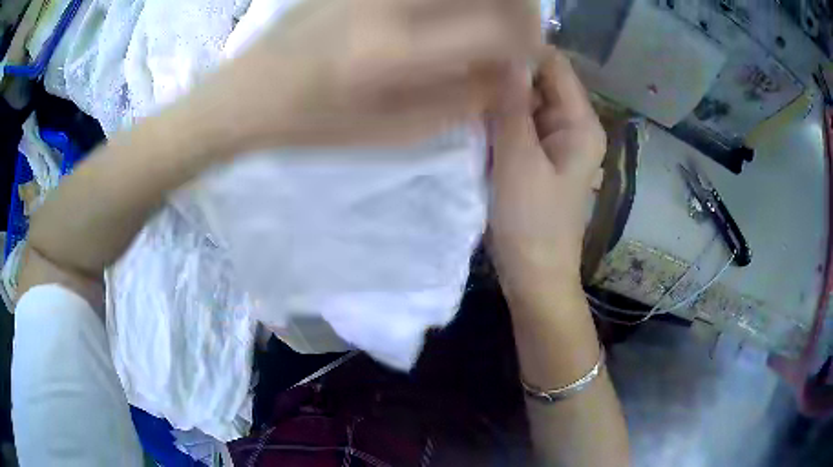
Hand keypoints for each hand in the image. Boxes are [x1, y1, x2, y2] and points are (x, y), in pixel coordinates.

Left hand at [184, 0, 539, 152]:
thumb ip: (461, 102)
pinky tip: (446, 13)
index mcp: (393, 52)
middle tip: (516, 33)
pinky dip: (450, 0)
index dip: (526, 45)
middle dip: (521, 10)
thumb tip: (509, 75)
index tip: (522, 61)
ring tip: (486, 21)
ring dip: (491, 1)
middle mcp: (387, 3)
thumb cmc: (313, 123)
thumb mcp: (391, 133)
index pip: (497, 30)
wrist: (247, 92)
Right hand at [488, 48, 605, 298]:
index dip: (520, 53)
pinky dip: (497, 119)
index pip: (554, 66)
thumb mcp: (518, 160)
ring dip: (497, 98)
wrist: (535, 274)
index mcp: (580, 123)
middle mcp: (572, 125)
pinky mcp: (538, 155)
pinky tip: (473, 121)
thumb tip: (506, 57)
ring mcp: (555, 141)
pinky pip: (518, 123)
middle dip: (504, 76)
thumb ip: (512, 106)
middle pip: (539, 81)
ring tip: (463, 97)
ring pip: (525, 101)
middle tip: (464, 77)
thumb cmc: (531, 222)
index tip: (480, 53)